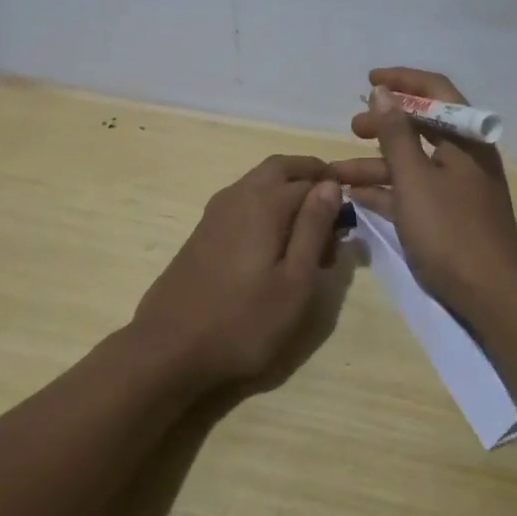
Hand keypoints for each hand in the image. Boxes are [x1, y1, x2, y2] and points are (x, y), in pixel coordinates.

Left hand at [131, 155, 344, 388]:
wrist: (169, 347)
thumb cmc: (243, 320)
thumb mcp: (295, 281)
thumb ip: (313, 228)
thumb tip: (330, 185)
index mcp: (265, 201)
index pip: (313, 180)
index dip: (335, 198)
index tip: (347, 230)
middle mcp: (239, 194)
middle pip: (282, 168)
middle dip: (311, 180)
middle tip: (331, 215)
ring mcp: (216, 211)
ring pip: (261, 184)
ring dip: (289, 196)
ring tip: (307, 242)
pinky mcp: (204, 230)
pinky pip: (245, 203)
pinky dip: (267, 210)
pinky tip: (273, 251)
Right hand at [329, 68, 516, 316]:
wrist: (491, 296)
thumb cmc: (451, 231)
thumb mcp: (415, 179)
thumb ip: (395, 134)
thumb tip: (382, 91)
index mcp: (466, 140)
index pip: (436, 92)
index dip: (403, 81)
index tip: (369, 80)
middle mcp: (465, 158)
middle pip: (422, 128)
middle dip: (384, 125)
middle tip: (352, 127)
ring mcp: (458, 189)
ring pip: (413, 164)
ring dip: (376, 164)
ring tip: (338, 172)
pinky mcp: (449, 218)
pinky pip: (414, 193)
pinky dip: (387, 191)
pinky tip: (357, 197)